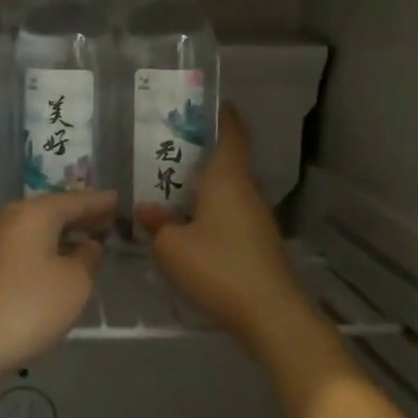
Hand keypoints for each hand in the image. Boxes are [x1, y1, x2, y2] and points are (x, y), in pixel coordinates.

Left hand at [0, 190, 114, 386]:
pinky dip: (47, 250)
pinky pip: (26, 248)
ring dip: (63, 235)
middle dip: (81, 216)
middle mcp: (11, 219)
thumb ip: (88, 258)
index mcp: (34, 213)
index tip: (119, 199)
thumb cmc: (29, 306)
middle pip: (53, 212)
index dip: (99, 202)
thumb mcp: (75, 283)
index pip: (75, 200)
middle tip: (108, 219)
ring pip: (38, 230)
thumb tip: (87, 245)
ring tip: (89, 242)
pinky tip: (59, 265)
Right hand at [138, 106, 313, 358]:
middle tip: (168, 151)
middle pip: (227, 163)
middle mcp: (246, 192)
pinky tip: (189, 228)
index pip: (232, 135)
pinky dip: (211, 213)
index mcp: (227, 180)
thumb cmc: (218, 268)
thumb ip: (157, 225)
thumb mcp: (172, 248)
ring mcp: (257, 219)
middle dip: (202, 155)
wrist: (270, 315)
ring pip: (228, 192)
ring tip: (171, 189)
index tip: (211, 103)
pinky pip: (231, 216)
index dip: (224, 116)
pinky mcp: (259, 244)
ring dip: (205, 188)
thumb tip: (147, 210)